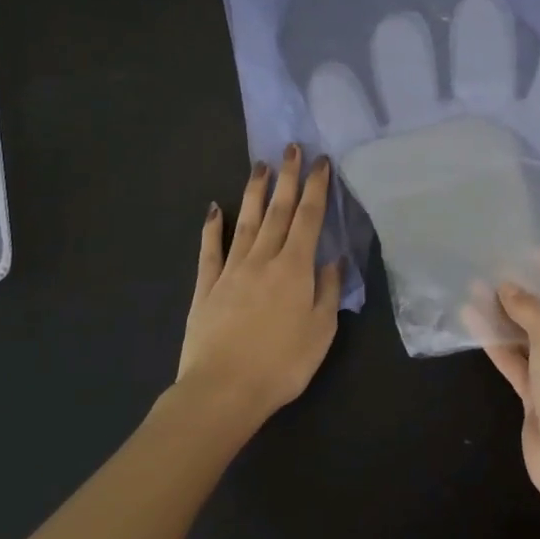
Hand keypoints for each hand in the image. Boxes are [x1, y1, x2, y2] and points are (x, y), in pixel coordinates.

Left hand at [176, 145, 342, 423]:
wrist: (222, 390)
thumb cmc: (282, 364)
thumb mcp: (321, 331)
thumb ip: (328, 291)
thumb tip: (333, 260)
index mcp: (295, 269)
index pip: (309, 219)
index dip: (316, 188)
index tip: (321, 162)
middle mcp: (263, 260)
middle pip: (278, 211)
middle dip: (287, 177)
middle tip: (291, 147)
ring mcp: (231, 271)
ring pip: (247, 222)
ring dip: (256, 192)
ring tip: (260, 165)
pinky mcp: (206, 287)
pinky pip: (210, 250)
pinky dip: (213, 227)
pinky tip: (215, 208)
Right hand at [465, 256, 539, 496]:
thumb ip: (530, 307)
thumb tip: (506, 288)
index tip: (532, 253)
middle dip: (527, 295)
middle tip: (498, 269)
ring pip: (533, 340)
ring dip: (507, 317)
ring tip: (477, 288)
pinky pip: (518, 362)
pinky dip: (498, 343)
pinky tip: (473, 320)